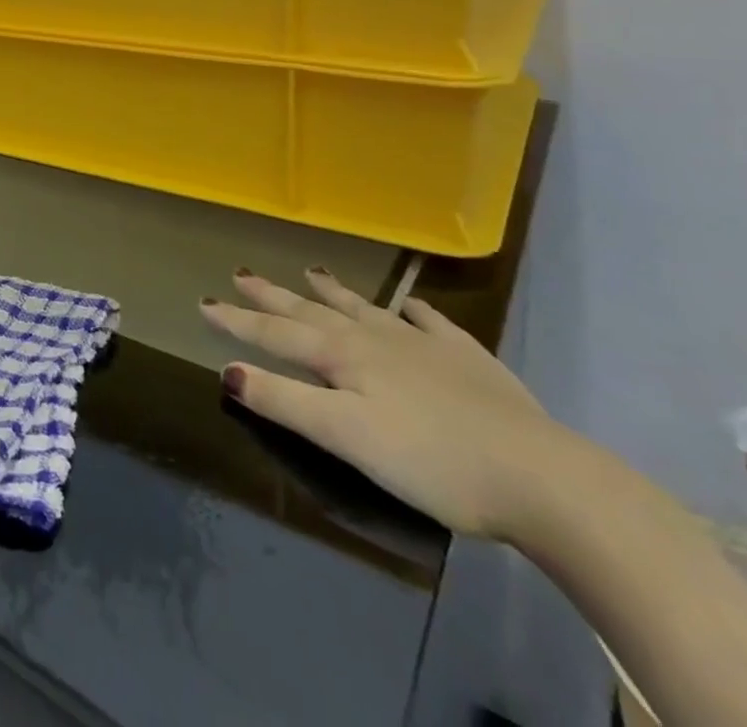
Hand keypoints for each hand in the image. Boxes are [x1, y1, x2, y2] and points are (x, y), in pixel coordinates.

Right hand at [200, 267, 574, 540]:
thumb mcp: (346, 438)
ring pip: (366, 308)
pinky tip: (410, 305)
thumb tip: (228, 370)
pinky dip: (413, 311)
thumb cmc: (432, 461)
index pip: (276, 333)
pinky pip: (431, 323)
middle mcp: (376, 338)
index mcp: (343, 357)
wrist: (543, 477)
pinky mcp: (469, 360)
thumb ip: (286, 402)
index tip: (203, 302)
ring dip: (333, 291)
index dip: (237, 320)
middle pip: (313, 311)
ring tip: (311, 270)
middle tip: (241, 272)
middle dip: (273, 295)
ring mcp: (424, 344)